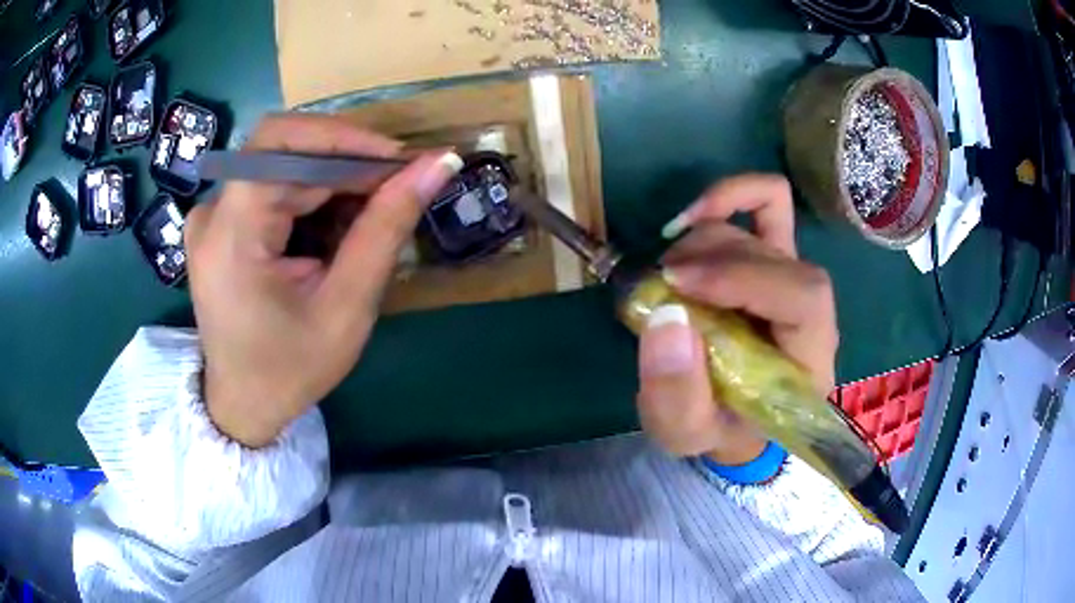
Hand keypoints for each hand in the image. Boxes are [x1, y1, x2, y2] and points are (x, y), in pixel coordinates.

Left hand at [185, 114, 461, 447]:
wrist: (244, 405)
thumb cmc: (291, 369)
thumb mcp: (346, 306)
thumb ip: (387, 228)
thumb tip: (438, 163)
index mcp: (230, 233)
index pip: (281, 143)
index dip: (345, 138)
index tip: (400, 161)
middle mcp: (212, 211)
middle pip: (283, 150)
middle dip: (345, 161)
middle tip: (396, 187)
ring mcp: (212, 216)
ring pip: (281, 165)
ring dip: (332, 180)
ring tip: (369, 216)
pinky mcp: (220, 223)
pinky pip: (272, 186)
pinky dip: (311, 196)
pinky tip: (334, 228)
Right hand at [636, 174, 838, 464]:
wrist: (733, 417)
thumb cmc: (717, 428)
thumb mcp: (685, 432)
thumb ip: (677, 394)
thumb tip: (667, 317)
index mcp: (808, 358)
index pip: (804, 296)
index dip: (743, 277)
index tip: (678, 285)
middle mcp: (810, 309)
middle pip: (776, 254)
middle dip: (710, 259)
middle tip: (661, 284)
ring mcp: (793, 275)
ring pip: (760, 225)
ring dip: (702, 239)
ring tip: (666, 276)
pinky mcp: (772, 257)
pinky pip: (767, 202)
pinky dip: (728, 197)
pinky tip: (689, 219)